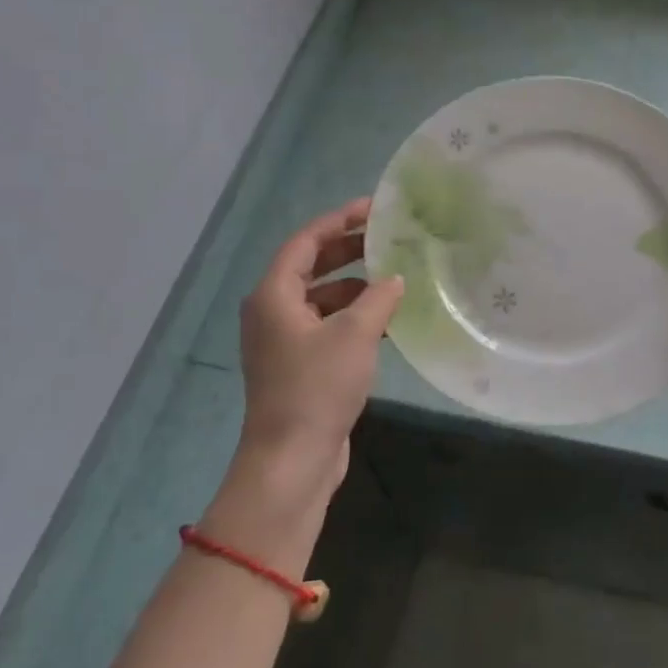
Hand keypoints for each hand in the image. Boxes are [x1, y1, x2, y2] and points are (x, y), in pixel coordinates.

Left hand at [211, 199, 402, 562]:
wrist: (292, 460)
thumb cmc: (317, 387)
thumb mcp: (355, 334)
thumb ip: (378, 298)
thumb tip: (395, 278)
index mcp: (273, 296)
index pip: (305, 242)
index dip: (338, 221)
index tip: (373, 208)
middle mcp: (272, 312)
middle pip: (311, 267)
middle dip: (349, 251)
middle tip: (388, 238)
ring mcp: (284, 341)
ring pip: (321, 298)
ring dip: (355, 287)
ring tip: (395, 279)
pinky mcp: (298, 366)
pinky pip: (327, 326)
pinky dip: (353, 317)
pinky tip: (387, 321)